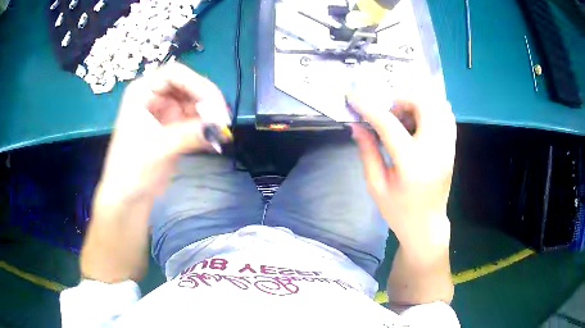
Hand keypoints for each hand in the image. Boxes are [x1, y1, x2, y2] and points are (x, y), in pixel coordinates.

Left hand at [98, 62, 231, 203]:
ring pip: (194, 103)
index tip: (214, 104)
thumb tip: (221, 127)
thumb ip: (188, 134)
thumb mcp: (158, 148)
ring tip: (220, 131)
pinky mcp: (173, 129)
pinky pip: (195, 121)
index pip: (174, 74)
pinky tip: (215, 138)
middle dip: (206, 100)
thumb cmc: (131, 169)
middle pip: (188, 86)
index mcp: (142, 92)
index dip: (197, 84)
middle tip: (222, 119)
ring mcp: (165, 112)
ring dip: (209, 115)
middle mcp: (155, 97)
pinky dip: (206, 128)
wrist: (127, 198)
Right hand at [348, 95, 455, 254]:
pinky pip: (446, 115)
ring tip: (403, 115)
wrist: (427, 225)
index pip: (390, 124)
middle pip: (424, 105)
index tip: (353, 96)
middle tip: (388, 110)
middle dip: (401, 99)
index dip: (369, 107)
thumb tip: (357, 125)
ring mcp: (447, 147)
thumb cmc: (399, 210)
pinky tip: (418, 121)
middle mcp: (435, 150)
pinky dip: (431, 109)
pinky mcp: (452, 147)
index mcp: (412, 163)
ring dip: (417, 103)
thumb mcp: (376, 185)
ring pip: (438, 106)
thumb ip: (367, 151)